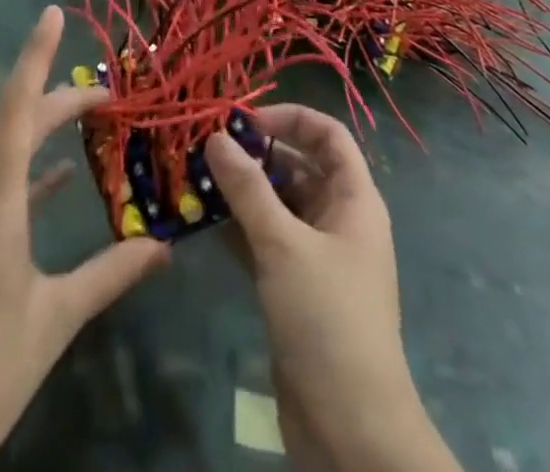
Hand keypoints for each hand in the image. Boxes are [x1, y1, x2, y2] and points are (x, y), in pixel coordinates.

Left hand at [0, 8, 167, 471]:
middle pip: (12, 124)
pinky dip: (22, 174)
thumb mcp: (55, 319)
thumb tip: (164, 245)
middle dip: (57, 100)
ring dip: (39, 134)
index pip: (15, 108)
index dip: (35, 57)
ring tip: (86, 123)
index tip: (53, 14)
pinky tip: (55, 182)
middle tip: (107, 95)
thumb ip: (110, 273)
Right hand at [206, 106, 459, 471]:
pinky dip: (238, 226)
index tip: (244, 120)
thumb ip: (247, 188)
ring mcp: (316, 255)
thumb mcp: (283, 244)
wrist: (351, 430)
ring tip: (195, 178)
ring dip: (241, 191)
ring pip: (278, 204)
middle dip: (256, 154)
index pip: (328, 135)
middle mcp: (338, 219)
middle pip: (298, 165)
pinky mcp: (295, 287)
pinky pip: (265, 239)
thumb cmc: (327, 318)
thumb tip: (215, 136)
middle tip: (207, 148)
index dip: (290, 118)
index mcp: (354, 199)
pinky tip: (203, 219)